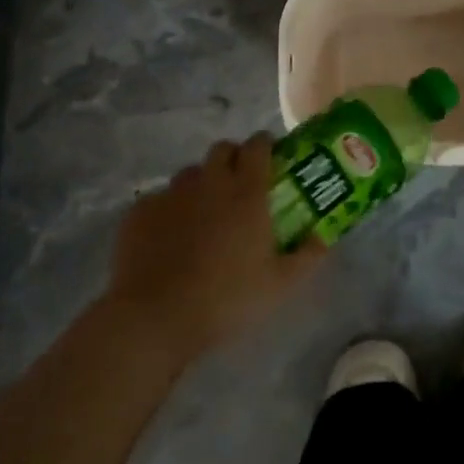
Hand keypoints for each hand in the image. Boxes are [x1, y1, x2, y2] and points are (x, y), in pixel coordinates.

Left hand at [107, 132, 324, 362]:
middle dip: (233, 158)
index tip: (271, 157)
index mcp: (246, 192)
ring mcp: (171, 194)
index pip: (258, 146)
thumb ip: (307, 256)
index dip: (265, 145)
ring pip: (190, 173)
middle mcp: (209, 181)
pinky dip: (169, 210)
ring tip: (203, 214)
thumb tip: (324, 237)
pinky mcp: (140, 211)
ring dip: (201, 183)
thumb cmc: (226, 299)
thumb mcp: (279, 285)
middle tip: (239, 185)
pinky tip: (168, 237)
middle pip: (222, 149)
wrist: (154, 318)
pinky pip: (159, 199)